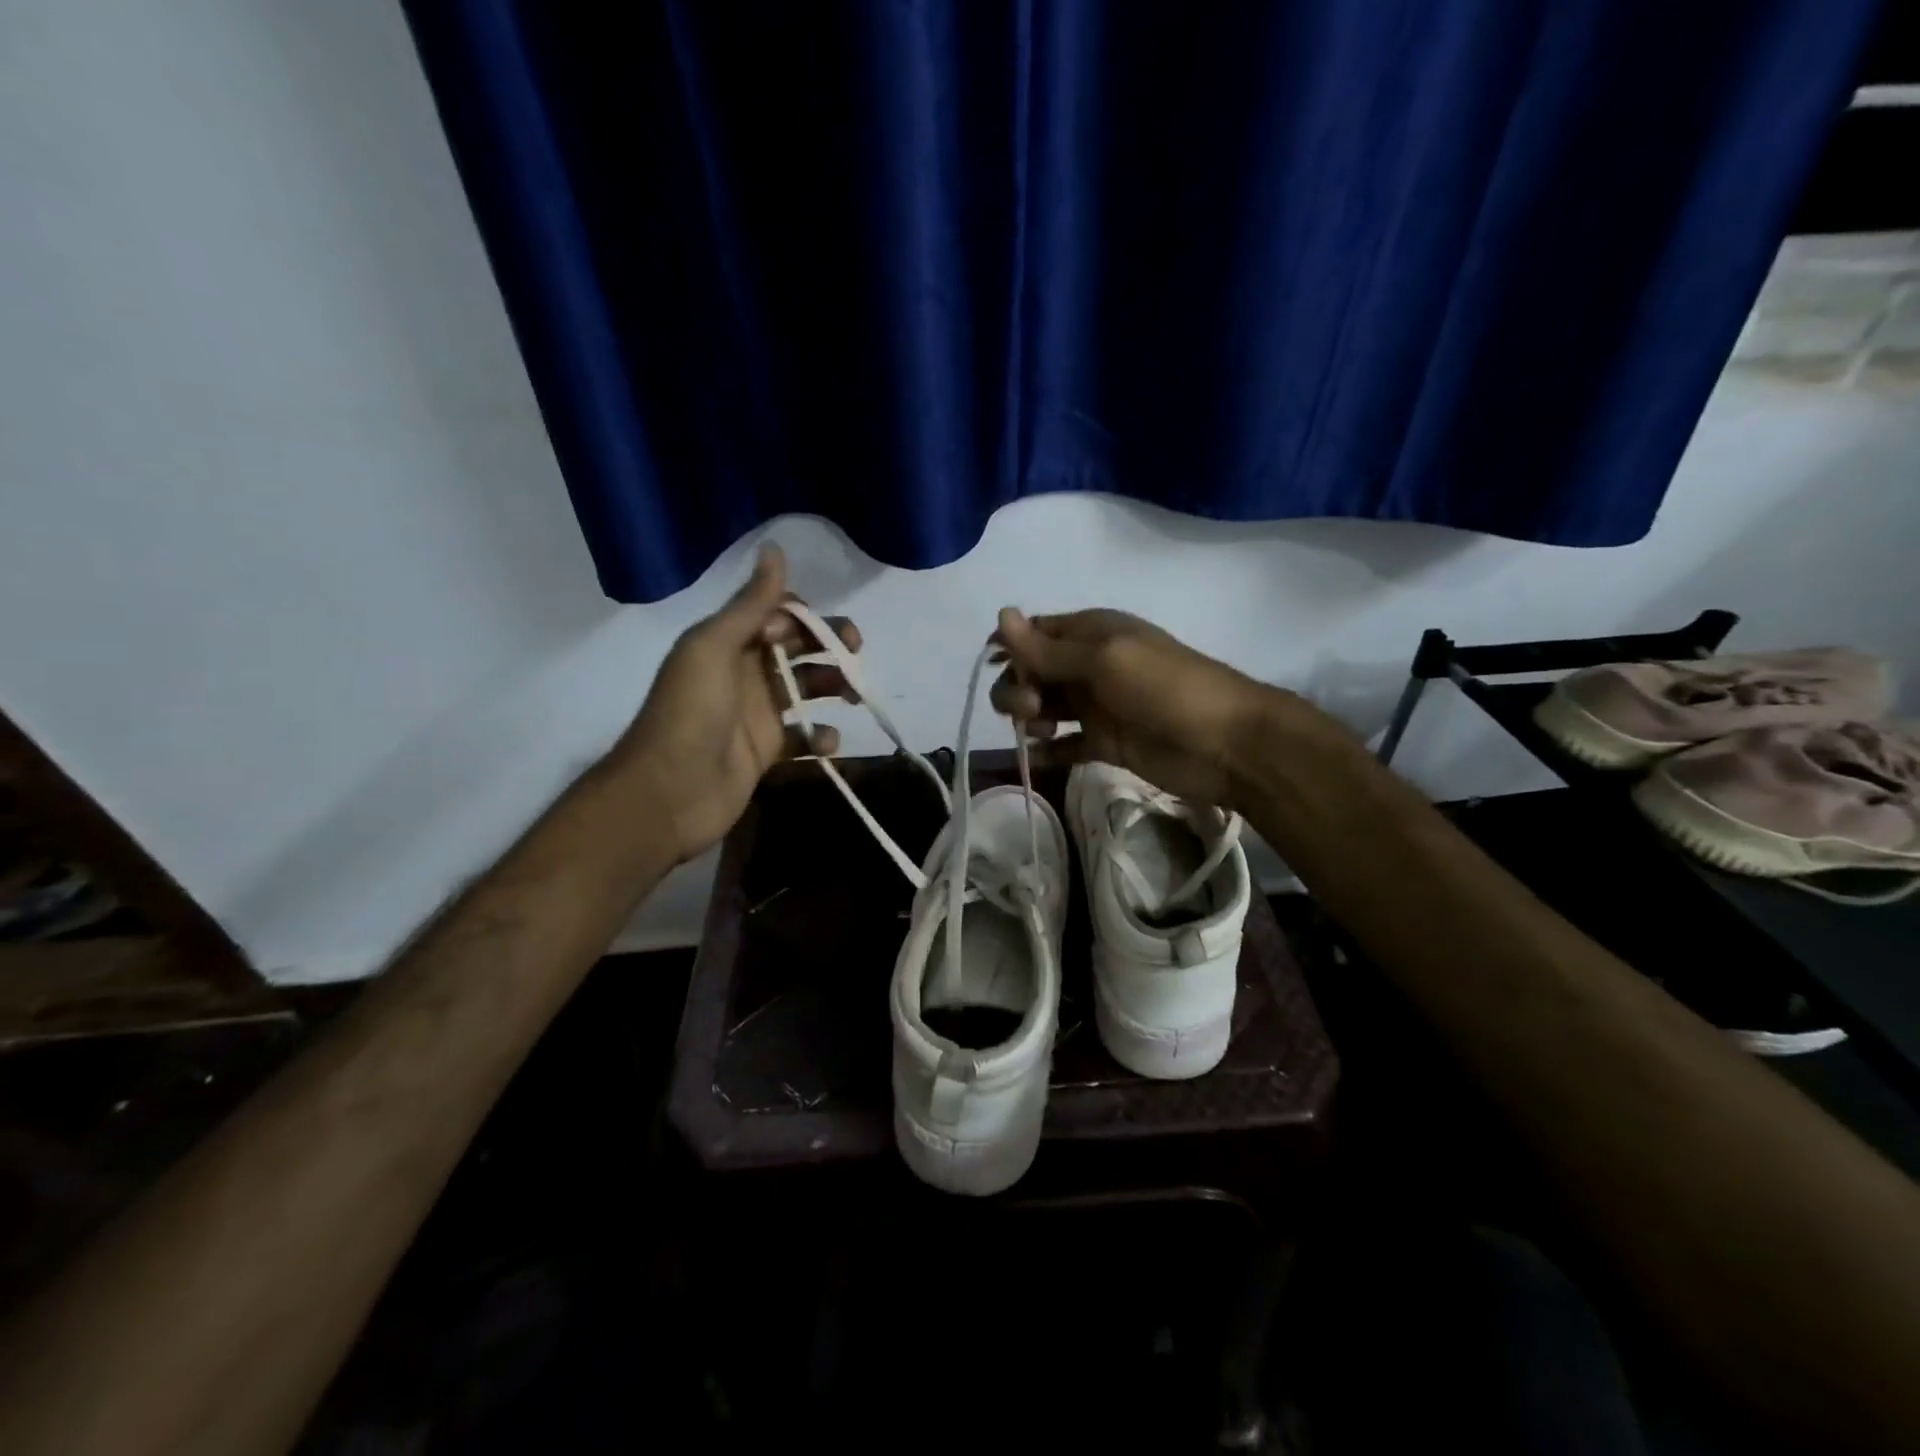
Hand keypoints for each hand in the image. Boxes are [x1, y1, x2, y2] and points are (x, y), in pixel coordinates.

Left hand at [615, 545, 858, 863]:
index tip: (819, 631)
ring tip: (854, 696)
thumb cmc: (691, 712)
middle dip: (830, 646)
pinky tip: (827, 742)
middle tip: (855, 654)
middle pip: (797, 648)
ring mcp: (756, 713)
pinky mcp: (766, 751)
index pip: (777, 614)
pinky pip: (803, 737)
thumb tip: (774, 548)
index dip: (804, 617)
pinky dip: (821, 737)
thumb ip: (751, 603)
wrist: (668, 792)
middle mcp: (744, 671)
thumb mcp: (715, 646)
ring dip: (833, 686)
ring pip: (806, 689)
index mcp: (728, 641)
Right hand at [990, 607, 1272, 808]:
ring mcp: (1096, 705)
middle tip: (1031, 707)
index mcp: (1091, 632)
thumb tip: (1001, 615)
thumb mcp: (1103, 660)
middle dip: (1018, 685)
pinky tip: (1036, 755)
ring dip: (1029, 715)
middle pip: (1033, 670)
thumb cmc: (1164, 688)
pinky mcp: (1104, 742)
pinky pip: (1063, 744)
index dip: (1010, 646)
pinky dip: (1046, 750)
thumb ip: (1048, 648)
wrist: (1224, 744)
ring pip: (1044, 705)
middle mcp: (1089, 665)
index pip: (1036, 632)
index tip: (993, 665)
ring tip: (1039, 728)